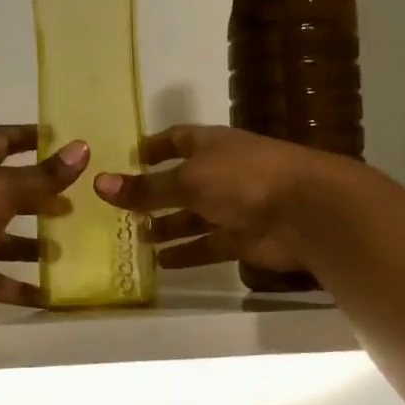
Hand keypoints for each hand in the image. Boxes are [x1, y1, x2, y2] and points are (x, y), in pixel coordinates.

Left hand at [0, 124, 87, 309]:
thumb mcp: (4, 188)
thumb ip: (44, 176)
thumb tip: (84, 148)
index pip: (1, 141)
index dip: (26, 137)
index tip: (57, 137)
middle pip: (7, 195)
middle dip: (38, 199)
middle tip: (74, 206)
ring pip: (2, 242)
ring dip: (31, 247)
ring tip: (66, 253)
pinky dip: (18, 289)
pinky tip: (49, 297)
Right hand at [93, 125, 338, 273]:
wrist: (306, 211)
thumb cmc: (244, 180)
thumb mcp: (188, 180)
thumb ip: (146, 188)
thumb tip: (98, 184)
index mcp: (211, 146)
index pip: (177, 140)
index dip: (154, 147)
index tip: (129, 157)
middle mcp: (222, 173)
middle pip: (182, 183)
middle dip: (155, 195)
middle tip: (122, 210)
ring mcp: (234, 207)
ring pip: (193, 217)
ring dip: (167, 227)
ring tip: (136, 239)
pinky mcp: (242, 239)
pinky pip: (207, 246)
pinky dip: (186, 253)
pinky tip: (162, 263)